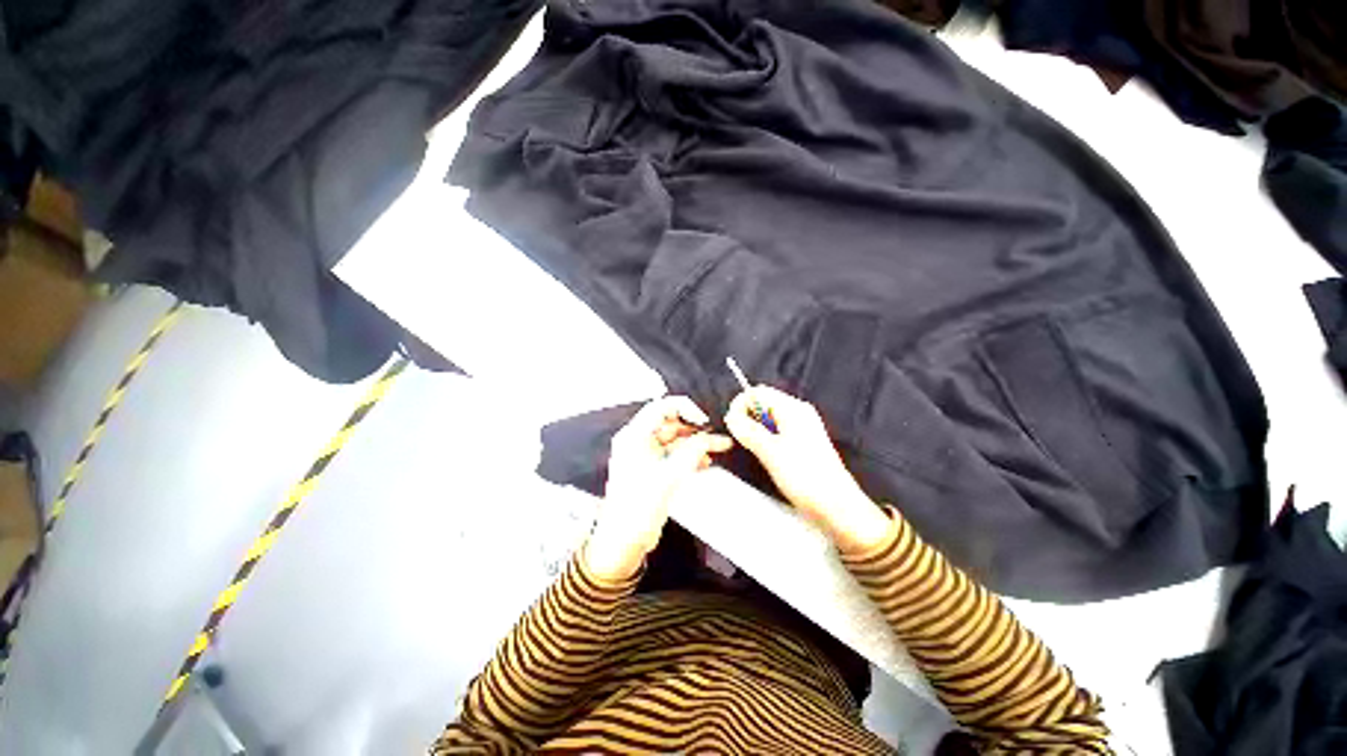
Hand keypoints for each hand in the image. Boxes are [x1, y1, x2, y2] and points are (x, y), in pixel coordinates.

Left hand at [585, 397, 732, 581]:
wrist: (623, 541)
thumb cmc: (638, 508)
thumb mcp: (669, 476)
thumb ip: (692, 452)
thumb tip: (709, 437)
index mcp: (635, 435)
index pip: (662, 407)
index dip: (686, 409)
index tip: (704, 421)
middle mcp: (638, 441)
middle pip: (671, 423)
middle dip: (695, 429)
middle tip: (717, 435)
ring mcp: (645, 455)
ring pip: (675, 440)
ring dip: (696, 443)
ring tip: (720, 447)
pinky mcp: (652, 469)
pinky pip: (674, 454)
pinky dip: (690, 456)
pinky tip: (706, 462)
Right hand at [725, 386, 889, 552]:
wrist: (836, 506)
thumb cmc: (805, 477)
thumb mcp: (770, 451)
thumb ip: (747, 430)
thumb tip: (731, 416)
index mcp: (792, 408)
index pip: (757, 392)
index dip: (740, 405)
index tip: (732, 426)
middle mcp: (798, 412)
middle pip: (763, 402)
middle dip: (747, 416)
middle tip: (741, 439)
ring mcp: (803, 426)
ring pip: (768, 417)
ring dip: (755, 428)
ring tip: (754, 449)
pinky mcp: (803, 441)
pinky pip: (777, 429)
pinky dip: (766, 437)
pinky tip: (766, 454)